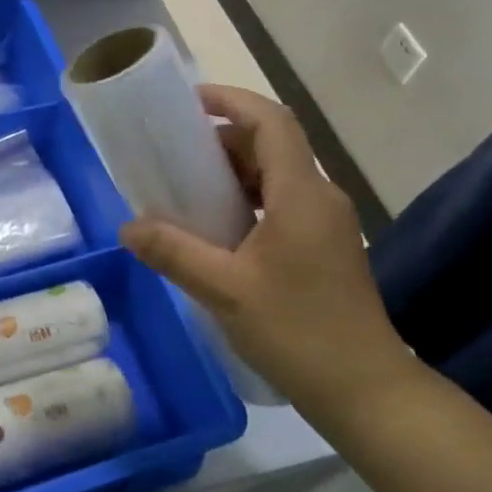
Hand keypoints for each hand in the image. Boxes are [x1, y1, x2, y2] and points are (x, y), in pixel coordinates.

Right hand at [118, 85, 408, 424]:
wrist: (364, 391)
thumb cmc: (297, 332)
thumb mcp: (224, 290)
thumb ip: (173, 252)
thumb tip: (127, 227)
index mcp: (302, 194)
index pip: (271, 121)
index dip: (231, 100)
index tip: (188, 101)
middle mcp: (320, 196)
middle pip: (272, 143)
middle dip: (222, 139)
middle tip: (173, 153)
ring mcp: (326, 222)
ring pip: (277, 174)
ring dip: (233, 171)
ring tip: (186, 187)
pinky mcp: (324, 245)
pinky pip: (281, 202)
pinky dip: (246, 198)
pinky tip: (216, 227)